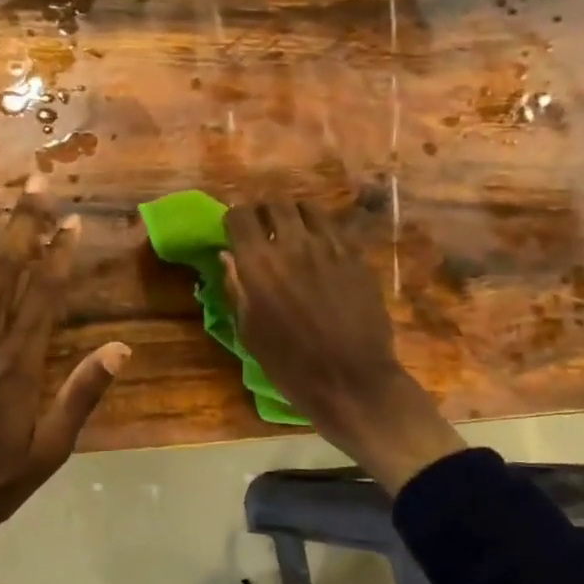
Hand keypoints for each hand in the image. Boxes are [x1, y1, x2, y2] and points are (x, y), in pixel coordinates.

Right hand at [223, 201, 463, 493]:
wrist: (351, 380)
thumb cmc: (290, 365)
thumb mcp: (249, 332)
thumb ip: (236, 288)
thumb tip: (228, 256)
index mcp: (258, 264)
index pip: (239, 216)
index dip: (233, 220)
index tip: (233, 232)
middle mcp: (292, 244)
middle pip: (274, 203)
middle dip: (263, 212)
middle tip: (262, 229)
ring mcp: (329, 246)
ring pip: (307, 208)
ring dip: (293, 215)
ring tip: (292, 232)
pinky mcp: (355, 254)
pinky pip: (334, 225)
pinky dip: (321, 228)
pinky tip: (319, 246)